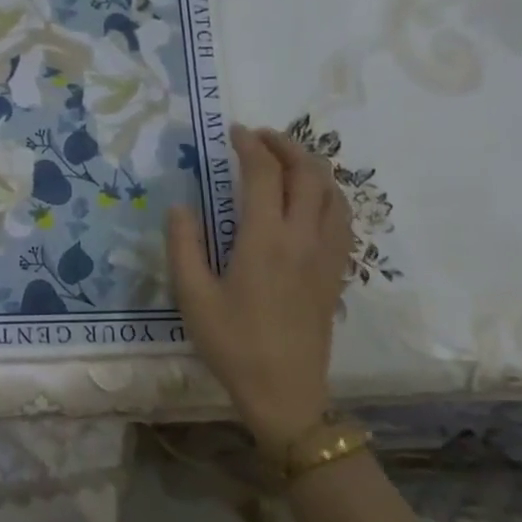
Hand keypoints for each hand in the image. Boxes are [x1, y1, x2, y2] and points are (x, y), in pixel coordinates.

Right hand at [167, 124, 351, 455]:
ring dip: (312, 166)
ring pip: (333, 193)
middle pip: (309, 173)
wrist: (284, 390)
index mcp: (264, 240)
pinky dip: (329, 194)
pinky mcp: (336, 272)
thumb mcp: (192, 297)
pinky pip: (342, 218)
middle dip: (287, 145)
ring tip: (287, 160)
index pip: (264, 174)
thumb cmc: (232, 344)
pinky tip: (312, 200)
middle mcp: (302, 238)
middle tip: (260, 137)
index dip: (250, 146)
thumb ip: (183, 246)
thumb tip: (179, 207)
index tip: (233, 132)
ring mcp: (326, 255)